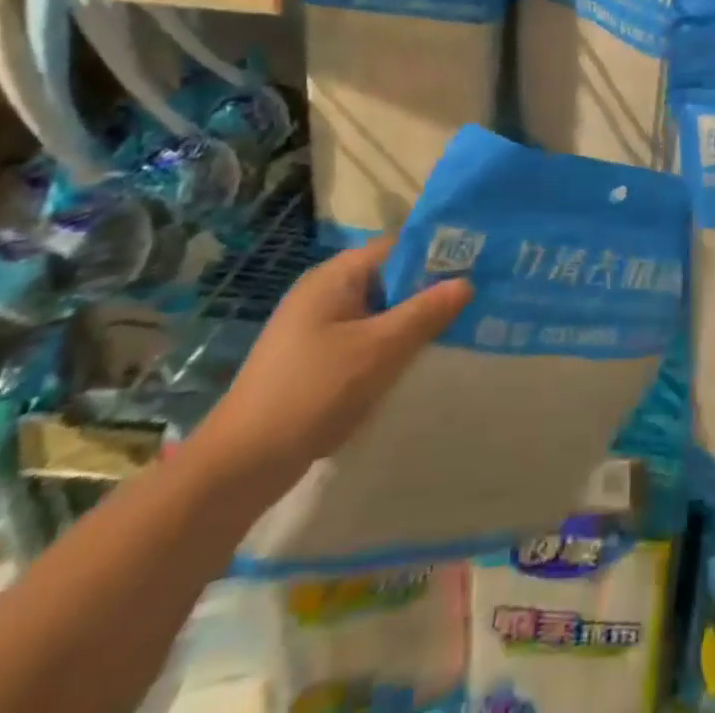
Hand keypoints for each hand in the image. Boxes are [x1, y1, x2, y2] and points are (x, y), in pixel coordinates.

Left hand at [195, 243, 472, 490]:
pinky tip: (412, 364)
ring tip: (453, 332)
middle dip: (427, 291)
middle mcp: (324, 292)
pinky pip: (363, 338)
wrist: (239, 467)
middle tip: (473, 303)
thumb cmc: (313, 392)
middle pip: (389, 278)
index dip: (436, 253)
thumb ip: (425, 312)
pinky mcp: (313, 359)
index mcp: (335, 276)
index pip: (397, 246)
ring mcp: (316, 327)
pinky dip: (388, 345)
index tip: (475, 267)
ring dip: (410, 322)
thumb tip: (466, 282)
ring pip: (378, 311)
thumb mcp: (380, 349)